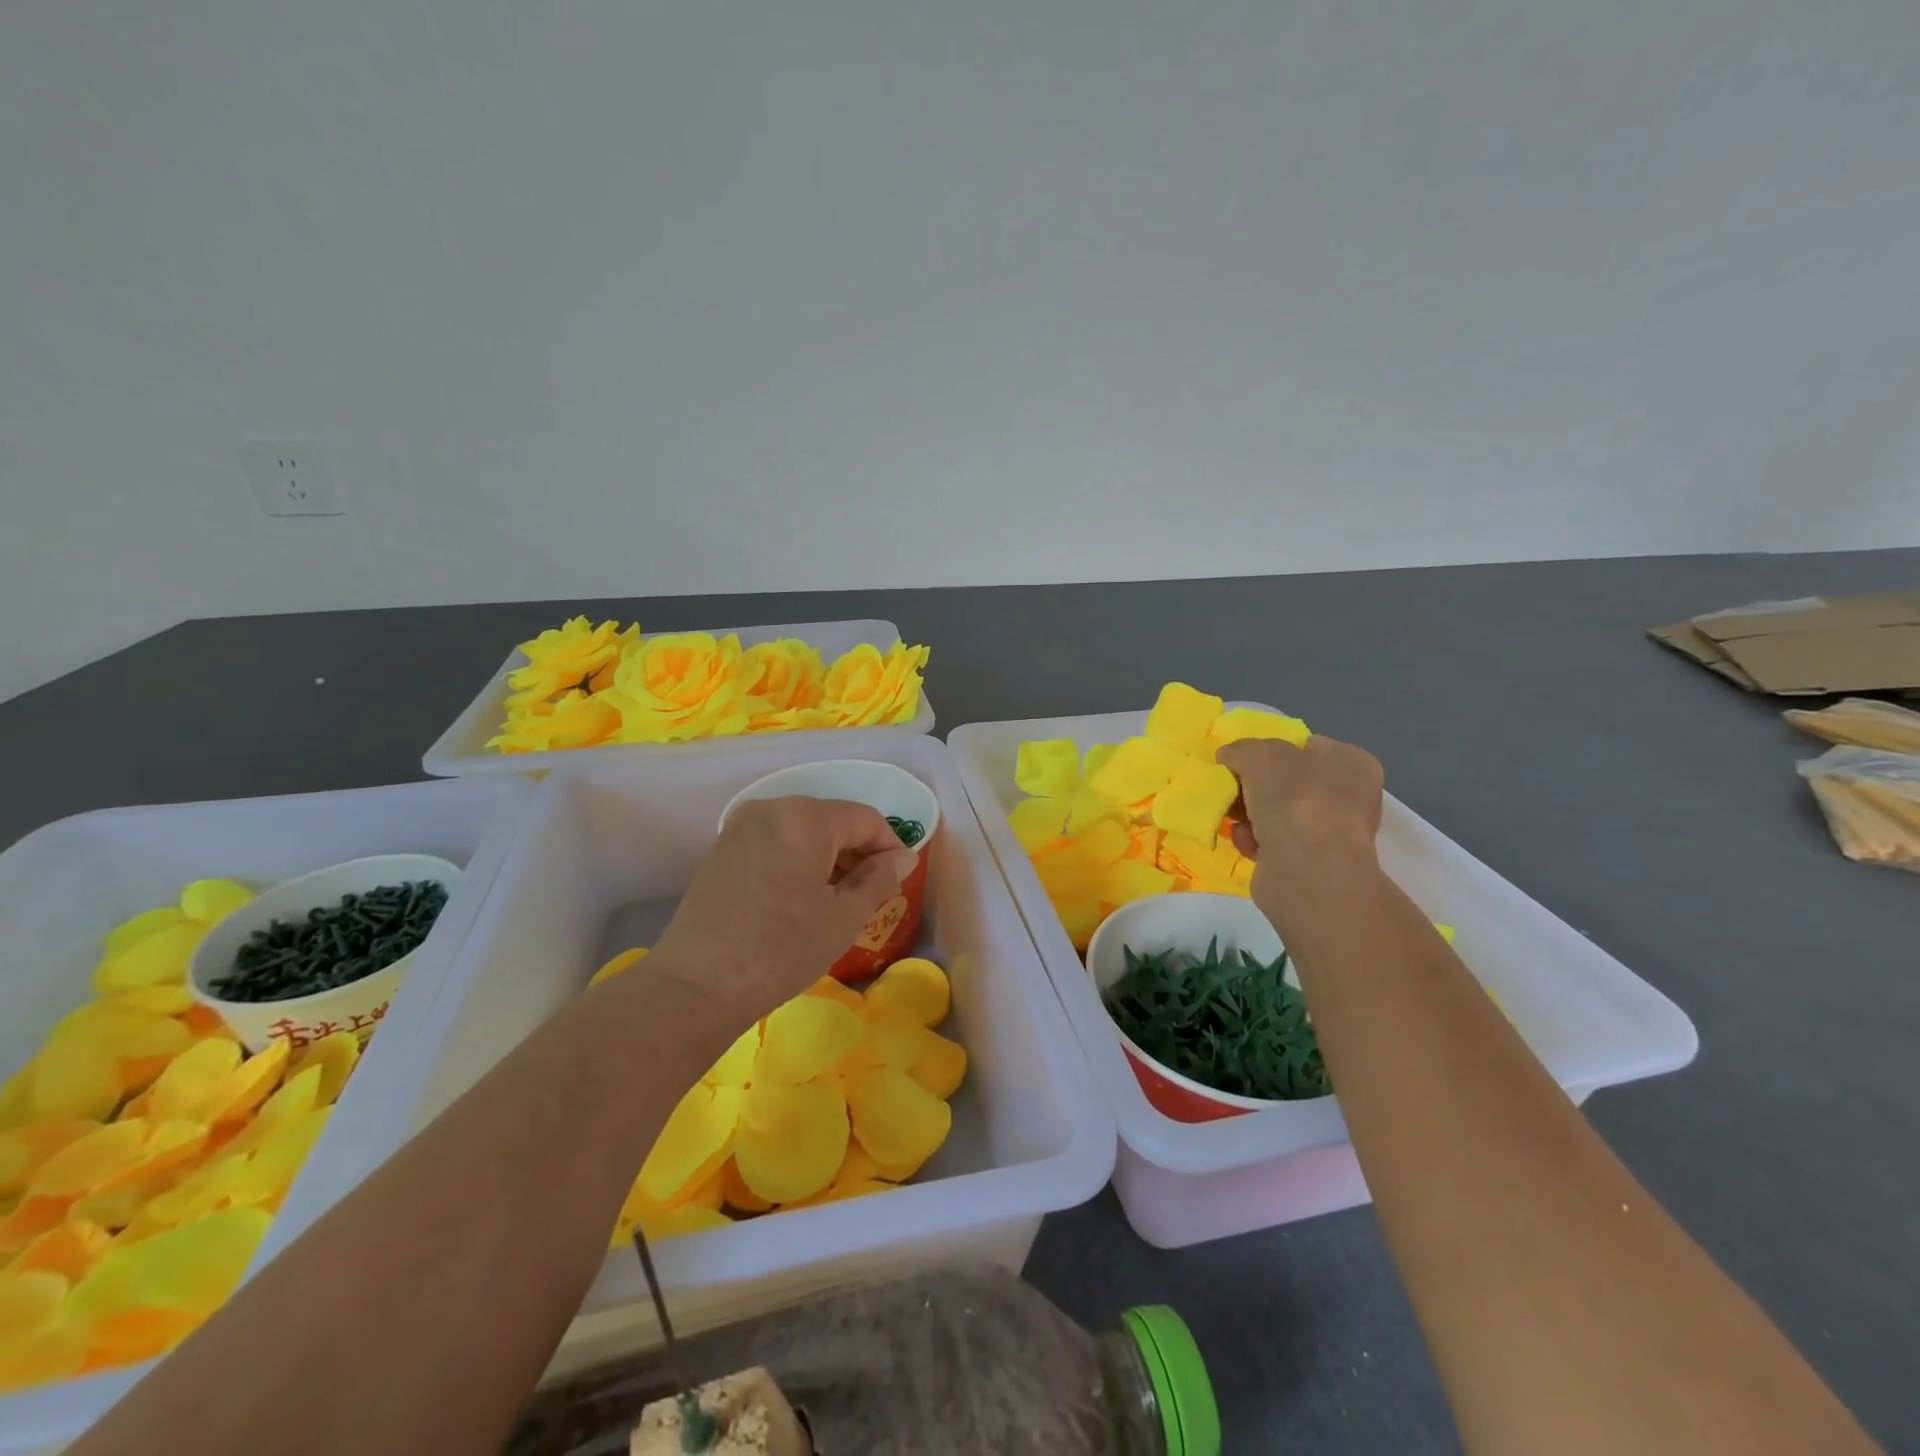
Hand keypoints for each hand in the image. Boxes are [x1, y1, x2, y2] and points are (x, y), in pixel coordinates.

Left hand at [645, 795, 917, 1022]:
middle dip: (858, 853)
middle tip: (871, 895)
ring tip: (838, 901)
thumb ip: (879, 879)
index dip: (889, 847)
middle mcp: (772, 808)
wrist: (695, 986)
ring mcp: (742, 826)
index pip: (865, 818)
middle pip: (832, 820)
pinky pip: (777, 842)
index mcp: (805, 817)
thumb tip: (901, 858)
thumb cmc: (781, 949)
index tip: (899, 881)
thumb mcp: (843, 917)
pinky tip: (802, 899)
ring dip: (829, 858)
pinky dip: (799, 861)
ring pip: (804, 831)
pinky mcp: (724, 849)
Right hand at [1217, 736, 1384, 922]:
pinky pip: (1272, 842)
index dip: (1270, 749)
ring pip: (1275, 812)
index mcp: (1350, 763)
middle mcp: (1346, 796)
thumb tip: (1228, 758)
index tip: (1240, 760)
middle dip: (1252, 785)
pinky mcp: (1309, 863)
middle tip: (1228, 788)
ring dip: (1248, 813)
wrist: (1308, 872)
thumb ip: (1241, 749)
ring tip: (1231, 817)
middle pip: (1285, 781)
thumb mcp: (1260, 754)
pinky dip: (1253, 840)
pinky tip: (1245, 842)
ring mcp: (1329, 832)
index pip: (1304, 746)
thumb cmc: (1294, 800)